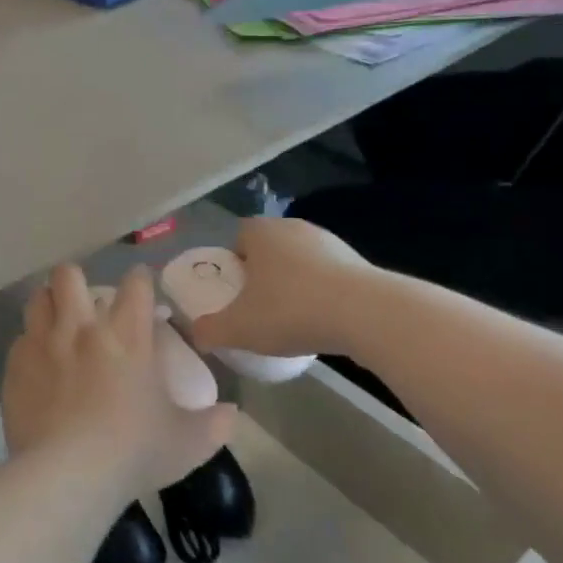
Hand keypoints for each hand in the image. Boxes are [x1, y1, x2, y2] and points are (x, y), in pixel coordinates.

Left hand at [2, 265, 234, 493]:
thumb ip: (214, 425)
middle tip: (84, 303)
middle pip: (69, 275)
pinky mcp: (15, 366)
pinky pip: (20, 339)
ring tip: (56, 324)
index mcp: (127, 336)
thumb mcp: (188, 443)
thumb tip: (233, 414)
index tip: (140, 287)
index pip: (135, 285)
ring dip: (48, 304)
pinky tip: (37, 366)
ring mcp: (43, 343)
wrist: (67, 474)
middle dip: (76, 280)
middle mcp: (82, 328)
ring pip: (38, 298)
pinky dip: (29, 345)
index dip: (139, 280)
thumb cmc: (134, 452)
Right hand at [190, 218, 379, 358]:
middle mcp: (293, 228)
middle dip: (262, 275)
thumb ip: (210, 330)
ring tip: (292, 319)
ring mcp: (330, 242)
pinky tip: (322, 321)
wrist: (366, 314)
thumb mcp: (239, 328)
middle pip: (269, 249)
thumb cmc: (290, 310)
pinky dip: (322, 293)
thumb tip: (196, 334)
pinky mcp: (358, 262)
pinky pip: (328, 275)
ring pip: (300, 261)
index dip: (232, 263)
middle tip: (258, 307)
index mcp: (261, 233)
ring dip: (294, 284)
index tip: (234, 292)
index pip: (238, 237)